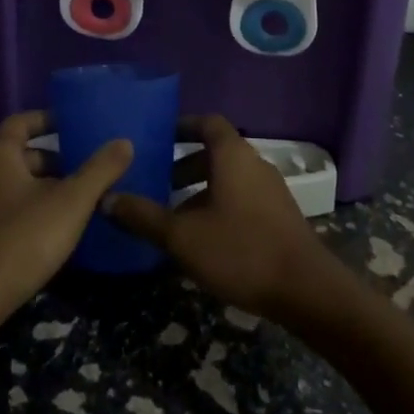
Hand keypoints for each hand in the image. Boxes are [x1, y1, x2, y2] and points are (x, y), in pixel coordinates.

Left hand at [0, 111, 133, 342]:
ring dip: (47, 191)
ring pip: (18, 188)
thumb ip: (99, 170)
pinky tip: (58, 235)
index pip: (21, 122)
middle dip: (55, 161)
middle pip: (22, 157)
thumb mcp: (70, 202)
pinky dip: (35, 215)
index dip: (47, 119)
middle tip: (88, 170)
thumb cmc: (22, 239)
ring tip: (82, 203)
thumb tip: (125, 142)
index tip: (74, 124)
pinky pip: (11, 214)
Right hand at [106, 115, 338, 320]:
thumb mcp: (183, 237)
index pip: (207, 123)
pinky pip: (243, 197)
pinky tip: (205, 238)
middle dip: (186, 165)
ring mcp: (271, 190)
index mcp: (232, 156)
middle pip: (216, 152)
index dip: (183, 125)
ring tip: (175, 215)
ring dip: (202, 189)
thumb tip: (106, 198)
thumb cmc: (241, 251)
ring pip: (229, 178)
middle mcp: (254, 163)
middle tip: (159, 182)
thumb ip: (143, 216)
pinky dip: (220, 204)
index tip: (160, 135)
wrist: (307, 290)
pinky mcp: (280, 215)